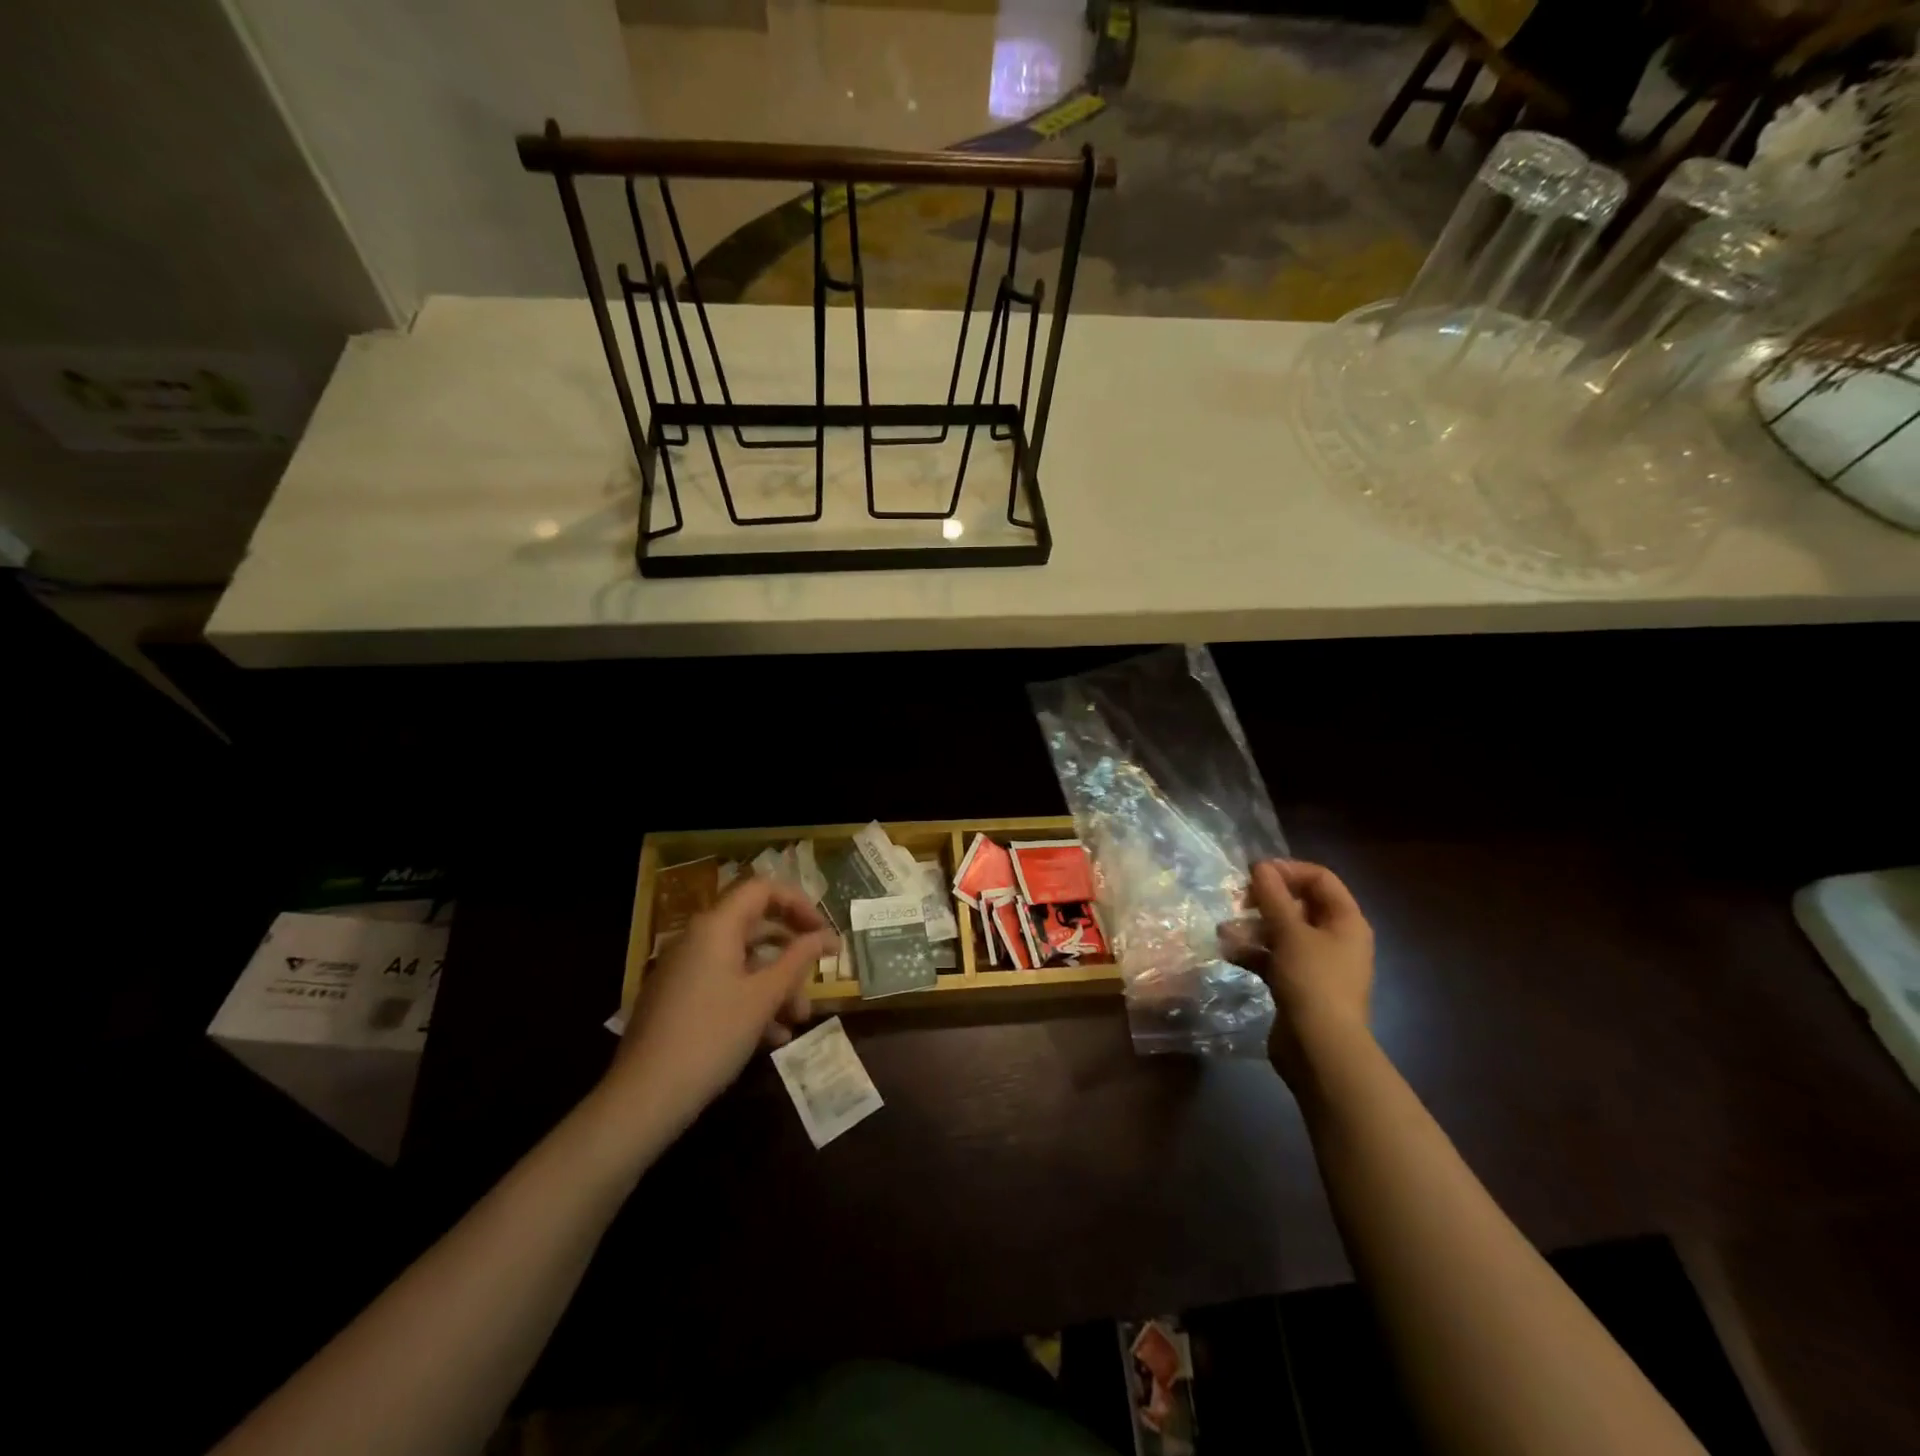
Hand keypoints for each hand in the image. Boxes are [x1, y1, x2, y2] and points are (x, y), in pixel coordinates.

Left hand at [608, 878, 837, 1124]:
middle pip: (755, 927)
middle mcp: (698, 939)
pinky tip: (772, 1037)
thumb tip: (824, 936)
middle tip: (817, 978)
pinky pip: (724, 985)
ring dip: (776, 984)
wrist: (644, 1097)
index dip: (799, 903)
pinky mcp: (677, 999)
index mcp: (716, 926)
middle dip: (791, 954)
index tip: (823, 932)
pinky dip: (751, 1001)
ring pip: (742, 961)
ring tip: (798, 1019)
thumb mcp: (764, 997)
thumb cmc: (712, 1036)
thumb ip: (798, 960)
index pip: (763, 889)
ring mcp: (684, 970)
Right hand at [1245, 859, 1374, 1085]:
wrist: (1320, 1049)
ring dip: (1253, 927)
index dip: (1287, 870)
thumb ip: (1273, 897)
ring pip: (1283, 932)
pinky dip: (1254, 952)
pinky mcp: (1299, 985)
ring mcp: (1317, 964)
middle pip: (1299, 904)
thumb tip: (1261, 866)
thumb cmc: (1312, 981)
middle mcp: (1336, 939)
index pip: (1320, 879)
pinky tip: (1229, 952)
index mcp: (1346, 921)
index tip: (1254, 874)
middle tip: (1237, 900)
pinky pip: (1275, 958)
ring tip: (1225, 930)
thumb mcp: (1290, 933)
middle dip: (1265, 900)